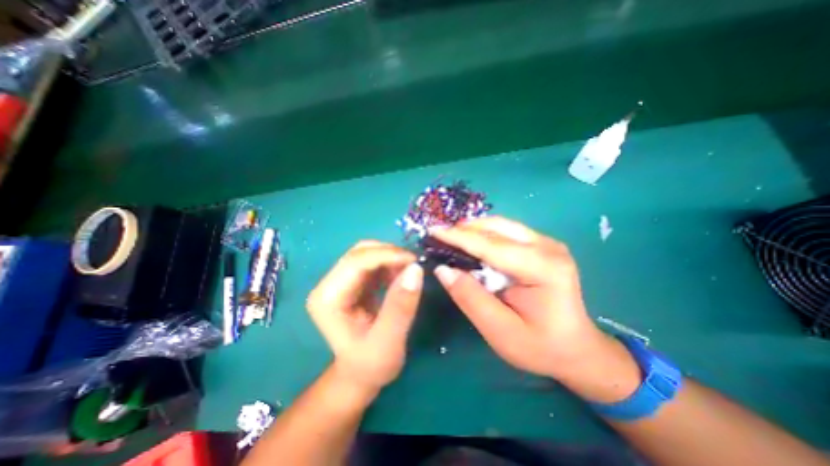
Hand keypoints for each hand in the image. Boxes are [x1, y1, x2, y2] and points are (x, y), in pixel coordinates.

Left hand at [306, 241, 424, 396]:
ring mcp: (339, 281)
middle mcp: (328, 285)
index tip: (414, 261)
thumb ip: (400, 306)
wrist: (360, 374)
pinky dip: (389, 264)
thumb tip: (415, 269)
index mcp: (327, 299)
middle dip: (389, 254)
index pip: (356, 262)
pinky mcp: (351, 282)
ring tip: (409, 272)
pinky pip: (372, 262)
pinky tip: (399, 276)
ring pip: (366, 253)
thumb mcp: (389, 342)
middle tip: (414, 265)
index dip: (386, 255)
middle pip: (359, 253)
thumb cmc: (371, 365)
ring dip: (390, 257)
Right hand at [431, 219, 637, 403]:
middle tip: (439, 237)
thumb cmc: (540, 346)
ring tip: (450, 239)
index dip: (459, 238)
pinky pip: (506, 231)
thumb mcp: (501, 332)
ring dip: (473, 230)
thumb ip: (471, 298)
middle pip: (497, 228)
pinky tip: (471, 244)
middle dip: (464, 230)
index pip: (492, 246)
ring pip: (501, 225)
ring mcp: (547, 242)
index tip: (433, 231)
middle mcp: (548, 247)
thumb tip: (443, 269)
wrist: (577, 349)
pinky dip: (484, 234)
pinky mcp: (542, 245)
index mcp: (544, 268)